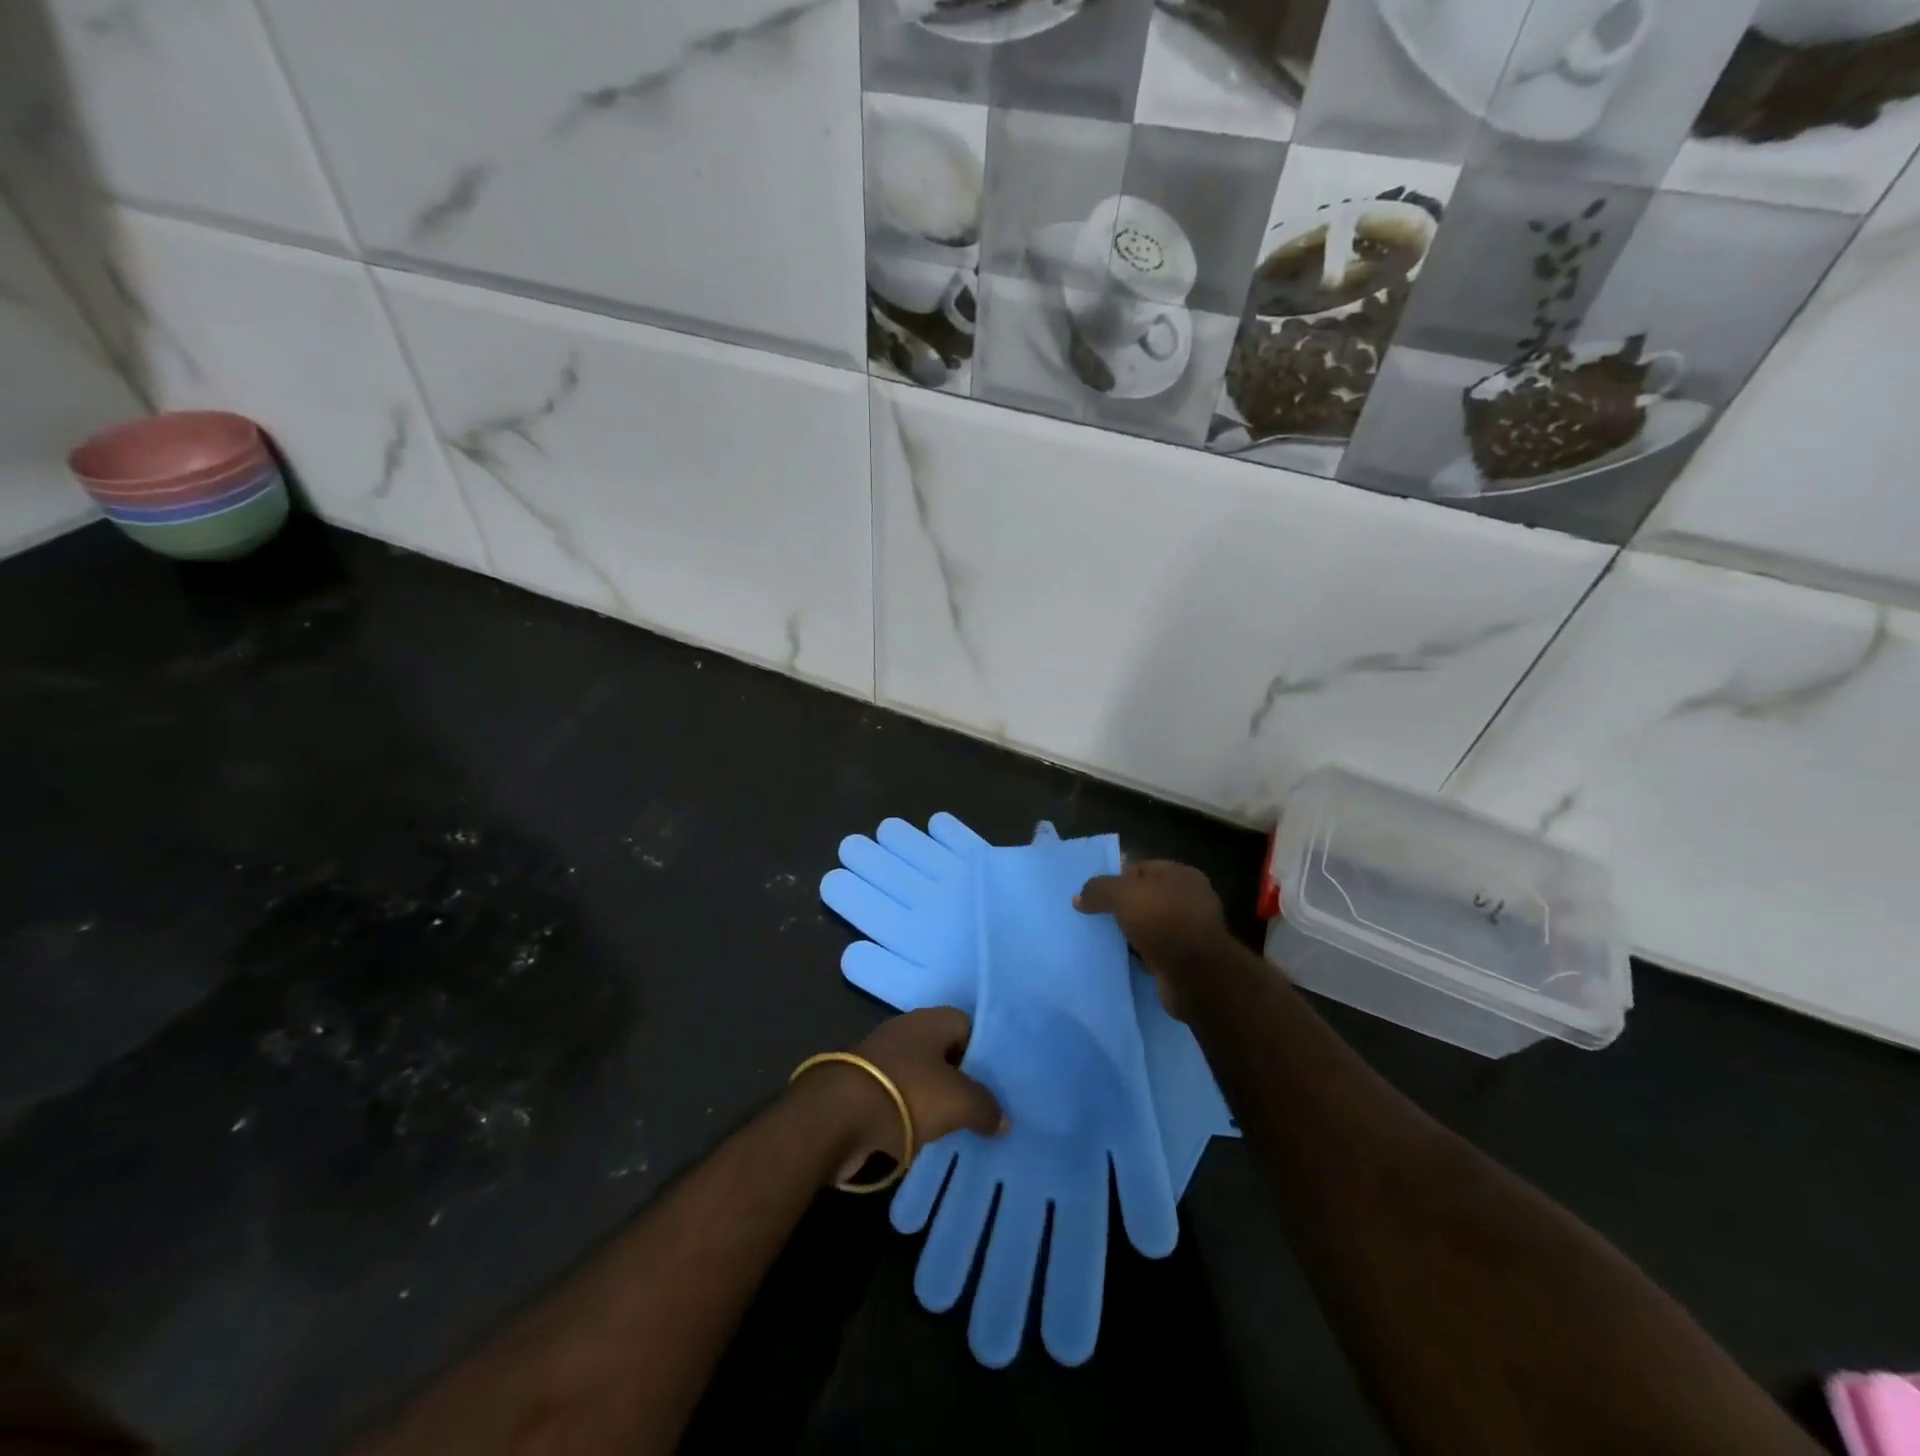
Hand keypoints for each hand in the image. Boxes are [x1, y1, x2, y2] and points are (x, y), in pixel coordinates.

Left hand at [799, 1008, 1006, 1184]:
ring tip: (955, 1125)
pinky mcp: (862, 1085)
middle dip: (960, 1077)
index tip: (996, 1081)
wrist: (836, 1116)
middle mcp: (905, 1030)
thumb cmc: (907, 1094)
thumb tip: (1002, 1119)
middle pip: (943, 1050)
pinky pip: (898, 1096)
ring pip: (920, 1074)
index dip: (984, 1051)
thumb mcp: (959, 1101)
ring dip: (933, 1097)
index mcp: (930, 1019)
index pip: (967, 1025)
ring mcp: (881, 1057)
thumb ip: (986, 1107)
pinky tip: (922, 1135)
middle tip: (981, 1106)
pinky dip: (909, 1113)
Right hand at [1074, 861, 1230, 1018]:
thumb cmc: (1163, 921)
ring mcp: (1192, 931)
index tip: (1098, 898)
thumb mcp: (1123, 895)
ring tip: (1109, 941)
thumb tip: (1079, 897)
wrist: (1196, 975)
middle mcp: (1191, 899)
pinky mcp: (1189, 959)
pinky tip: (1126, 959)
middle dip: (1123, 908)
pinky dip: (1142, 954)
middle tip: (1100, 919)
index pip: (1141, 869)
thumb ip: (1099, 890)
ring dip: (1132, 933)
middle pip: (1146, 898)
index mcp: (1182, 875)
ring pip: (1151, 926)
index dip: (1117, 880)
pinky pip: (1157, 950)